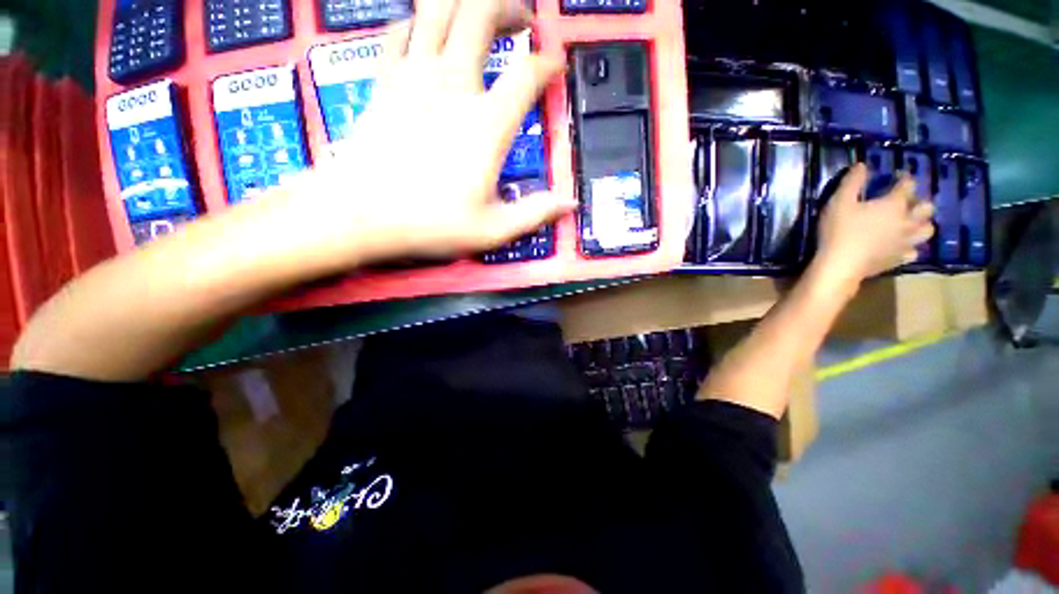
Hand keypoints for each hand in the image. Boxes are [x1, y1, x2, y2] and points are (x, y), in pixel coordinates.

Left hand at [253, 0, 573, 273]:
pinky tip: (427, 32)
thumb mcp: (493, 229)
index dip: (548, 65)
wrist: (359, 214)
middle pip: (482, 12)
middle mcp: (453, 86)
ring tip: (482, 15)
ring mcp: (413, 76)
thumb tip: (570, 203)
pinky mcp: (385, 80)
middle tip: (523, 21)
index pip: (528, 75)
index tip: (556, 67)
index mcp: (486, 124)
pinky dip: (418, 22)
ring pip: (439, 8)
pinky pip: (401, 31)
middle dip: (509, 6)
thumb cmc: (430, 224)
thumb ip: (535, 213)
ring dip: (465, 2)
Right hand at [813, 164, 934, 288]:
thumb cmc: (839, 231)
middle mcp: (907, 222)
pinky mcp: (898, 259)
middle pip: (926, 208)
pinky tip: (901, 246)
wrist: (840, 266)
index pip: (907, 185)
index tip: (898, 176)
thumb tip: (862, 165)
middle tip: (907, 202)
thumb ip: (852, 182)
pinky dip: (910, 247)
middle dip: (919, 202)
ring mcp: (905, 242)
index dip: (904, 178)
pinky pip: (914, 252)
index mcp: (894, 205)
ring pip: (927, 231)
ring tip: (911, 224)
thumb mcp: (839, 202)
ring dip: (922, 225)